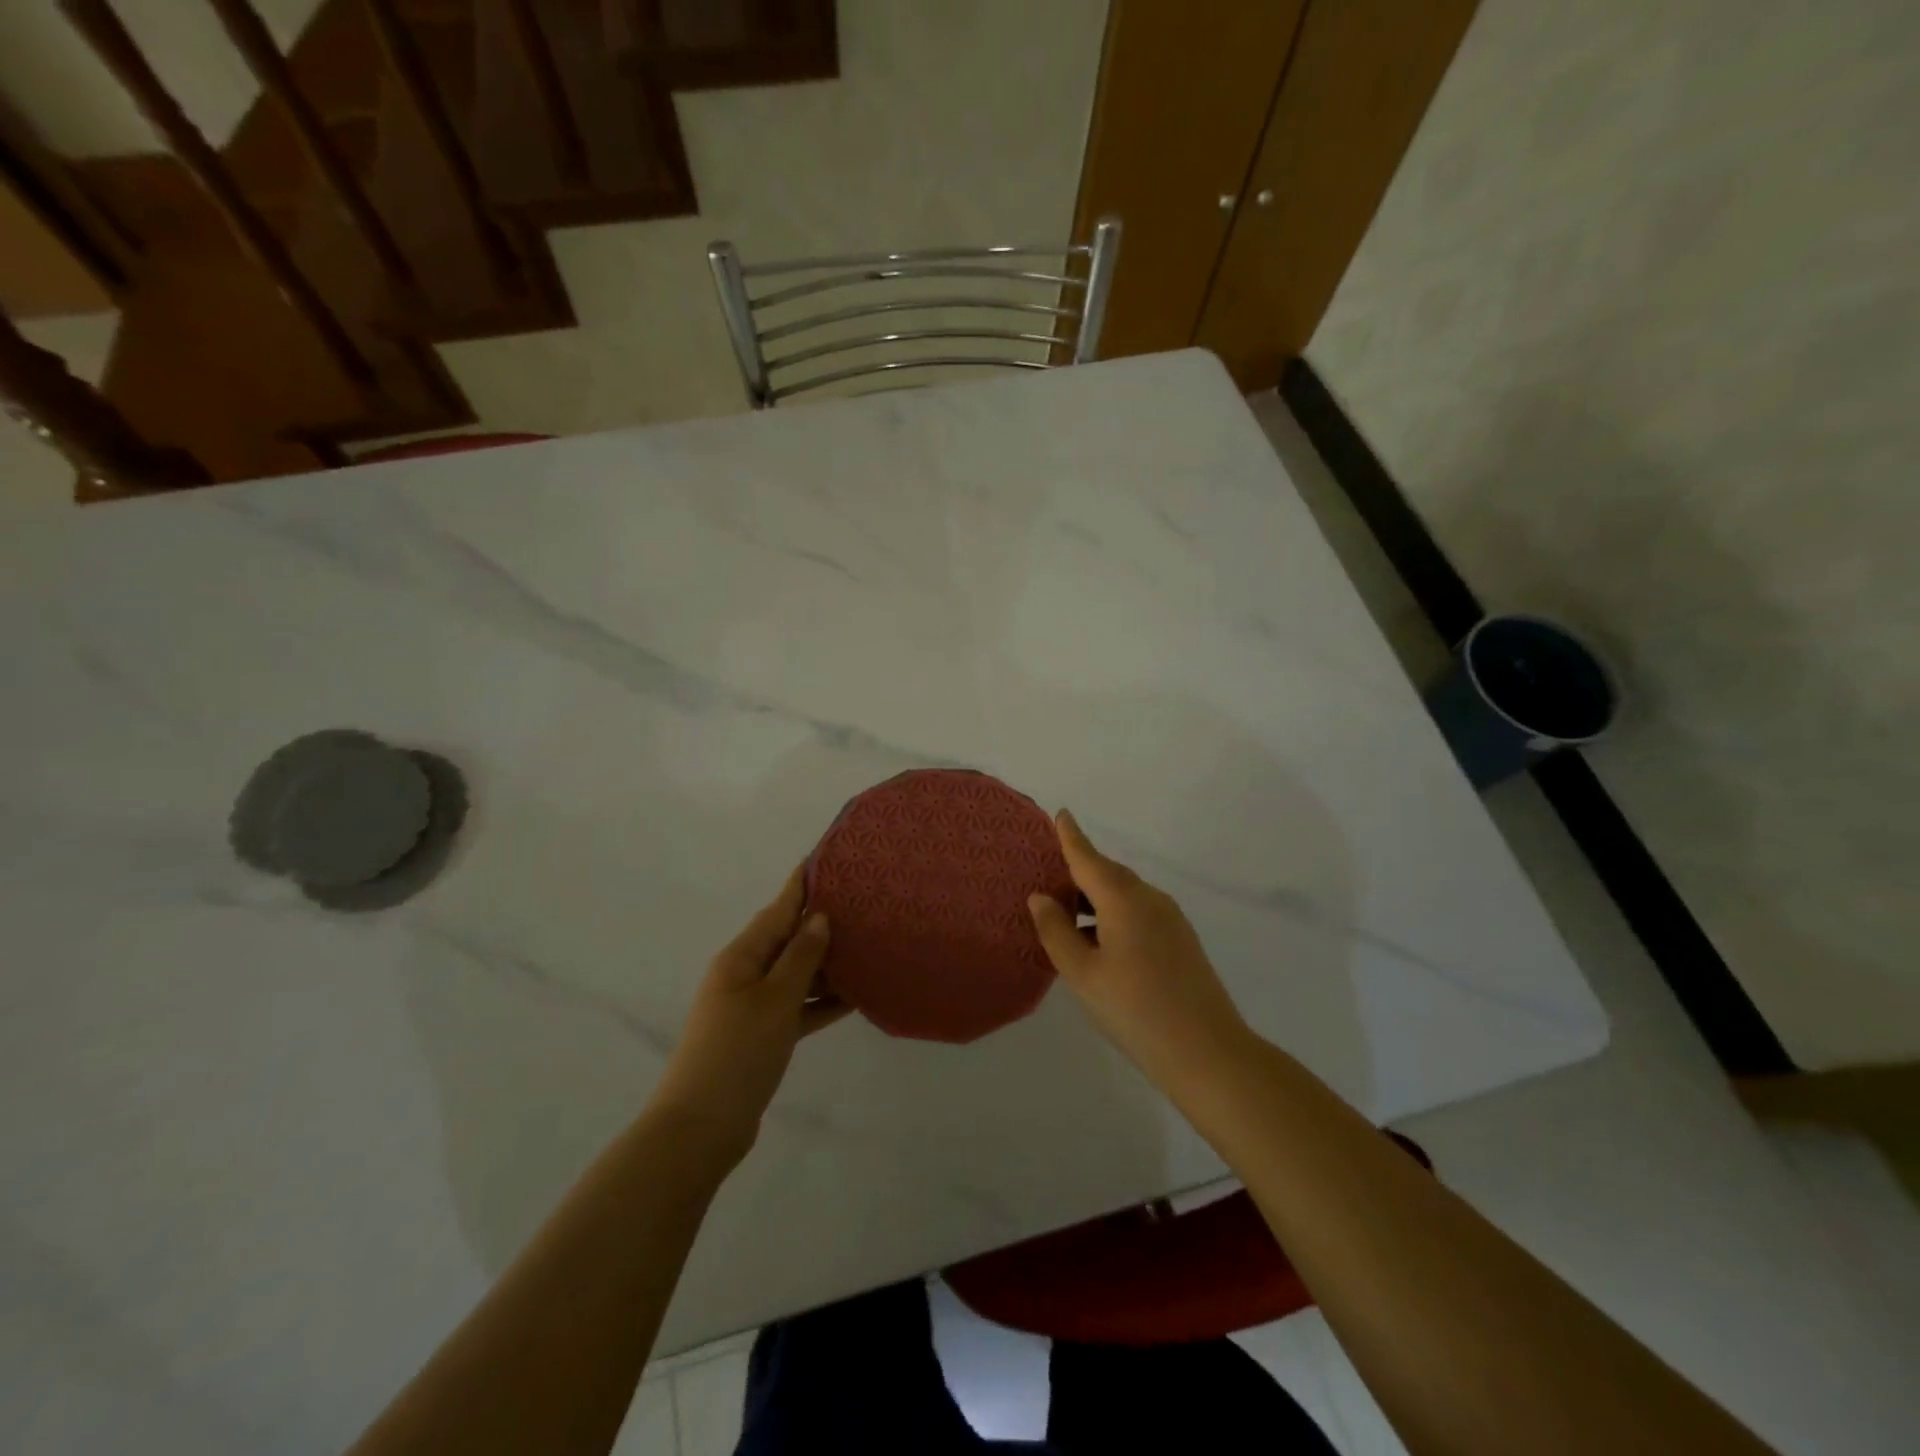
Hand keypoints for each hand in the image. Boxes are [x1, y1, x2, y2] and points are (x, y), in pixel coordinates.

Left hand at [650, 866, 850, 1164]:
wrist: (700, 1129)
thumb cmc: (737, 1053)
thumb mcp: (774, 1000)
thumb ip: (800, 957)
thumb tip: (818, 918)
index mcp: (741, 956)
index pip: (778, 909)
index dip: (801, 884)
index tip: (827, 859)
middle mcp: (745, 973)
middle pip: (788, 938)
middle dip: (821, 921)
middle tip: (863, 903)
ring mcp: (753, 1006)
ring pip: (797, 973)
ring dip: (827, 962)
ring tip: (867, 944)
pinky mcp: (763, 1035)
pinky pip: (798, 1006)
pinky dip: (822, 1000)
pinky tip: (856, 996)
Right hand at [1028, 810, 1250, 1096]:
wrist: (1207, 1052)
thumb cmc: (1134, 1010)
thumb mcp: (1082, 973)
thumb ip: (1057, 931)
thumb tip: (1041, 897)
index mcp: (1124, 899)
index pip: (1089, 858)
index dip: (1071, 837)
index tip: (1060, 814)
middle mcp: (1150, 899)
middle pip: (1108, 874)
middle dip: (1080, 871)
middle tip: (1049, 879)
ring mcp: (1171, 919)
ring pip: (1125, 895)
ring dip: (1096, 897)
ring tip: (1068, 917)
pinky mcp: (1182, 940)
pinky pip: (1139, 912)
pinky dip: (1114, 914)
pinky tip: (1100, 942)